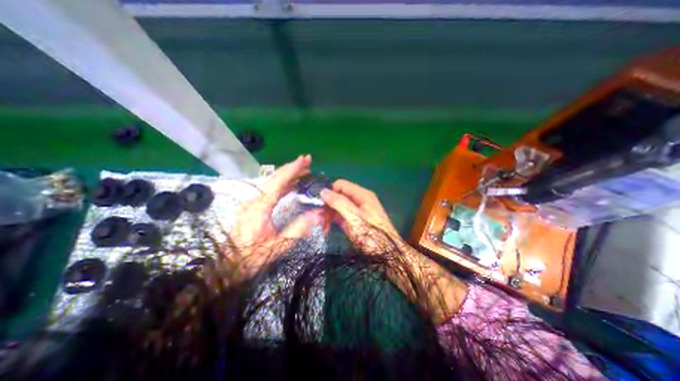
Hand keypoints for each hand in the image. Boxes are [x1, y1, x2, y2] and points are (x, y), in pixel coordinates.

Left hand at [225, 155, 324, 276]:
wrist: (228, 265)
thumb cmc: (251, 256)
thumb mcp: (277, 246)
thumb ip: (297, 229)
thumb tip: (316, 215)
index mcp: (260, 206)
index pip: (279, 181)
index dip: (293, 169)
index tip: (304, 159)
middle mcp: (255, 199)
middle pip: (275, 177)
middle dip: (292, 168)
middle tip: (308, 161)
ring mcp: (253, 201)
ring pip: (273, 182)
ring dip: (289, 175)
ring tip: (304, 171)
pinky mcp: (254, 206)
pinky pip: (271, 190)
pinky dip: (284, 184)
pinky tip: (293, 185)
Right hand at [322, 180, 398, 251]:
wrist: (386, 256)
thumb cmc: (372, 236)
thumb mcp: (355, 218)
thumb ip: (339, 203)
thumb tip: (323, 191)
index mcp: (362, 195)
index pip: (341, 185)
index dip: (329, 191)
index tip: (318, 202)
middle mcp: (359, 200)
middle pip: (338, 196)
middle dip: (327, 204)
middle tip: (316, 217)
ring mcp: (356, 211)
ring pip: (338, 207)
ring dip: (328, 214)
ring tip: (321, 225)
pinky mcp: (353, 222)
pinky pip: (340, 217)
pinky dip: (332, 221)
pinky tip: (325, 228)